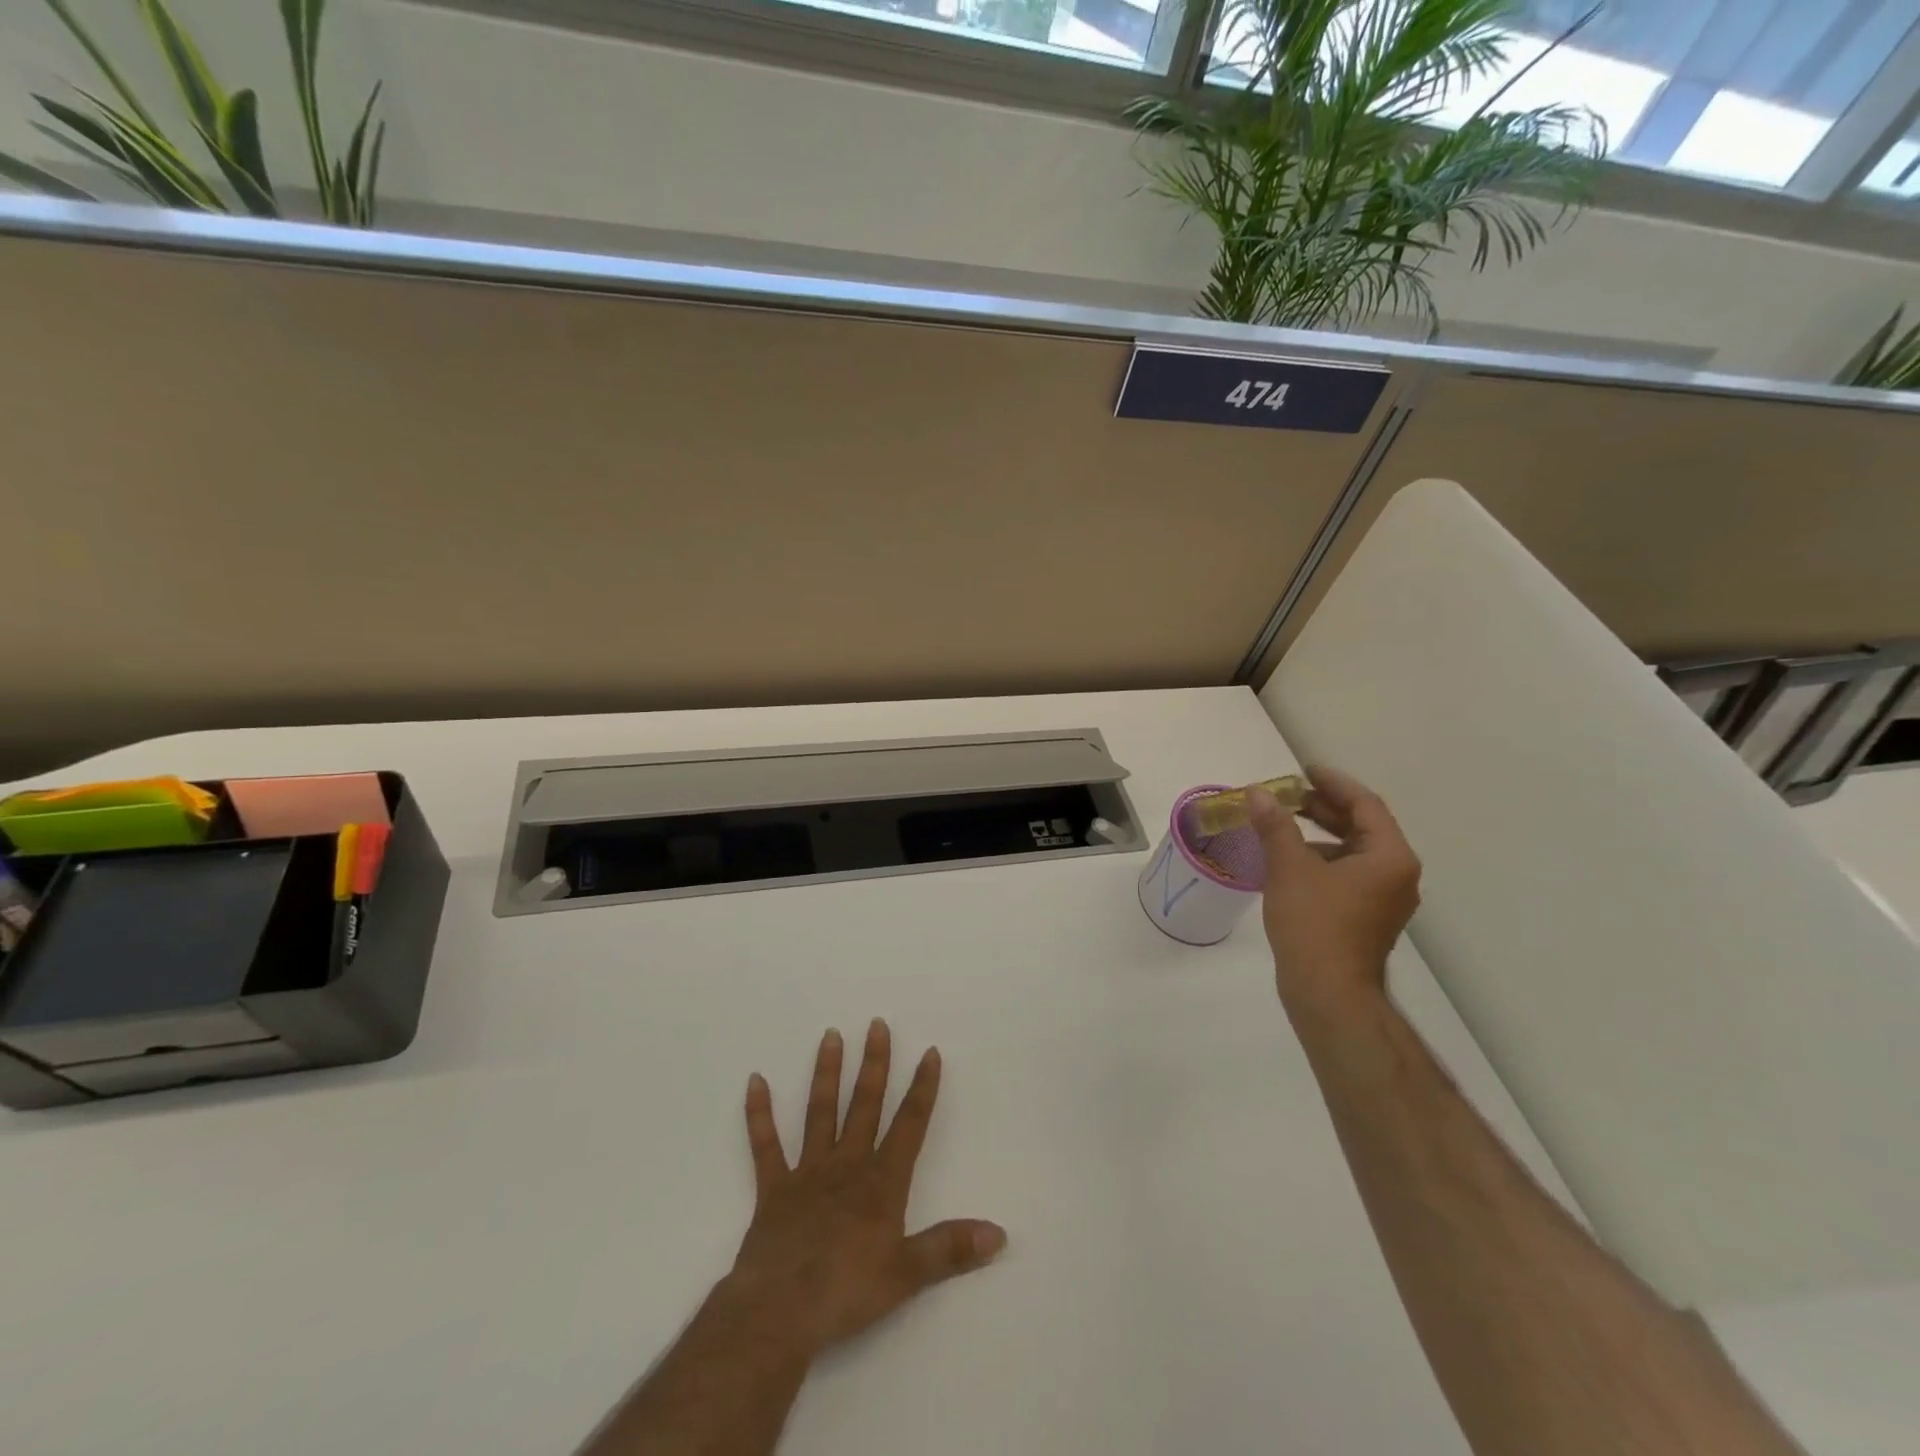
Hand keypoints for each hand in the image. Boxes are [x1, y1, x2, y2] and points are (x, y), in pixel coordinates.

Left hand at [727, 1020, 1005, 1359]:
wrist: (778, 1313)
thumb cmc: (846, 1292)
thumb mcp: (907, 1275)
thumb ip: (951, 1250)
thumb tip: (999, 1234)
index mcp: (880, 1183)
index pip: (909, 1125)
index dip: (922, 1088)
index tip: (930, 1052)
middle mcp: (846, 1165)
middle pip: (864, 1105)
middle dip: (874, 1064)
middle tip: (876, 1024)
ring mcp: (807, 1172)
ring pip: (820, 1112)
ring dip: (826, 1073)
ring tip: (830, 1035)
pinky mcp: (773, 1188)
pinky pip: (765, 1145)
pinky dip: (759, 1114)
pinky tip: (755, 1081)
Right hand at [1245, 766, 1421, 1014]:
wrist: (1328, 993)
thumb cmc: (1314, 924)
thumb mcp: (1289, 867)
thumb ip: (1275, 825)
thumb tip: (1258, 793)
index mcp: (1390, 857)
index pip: (1365, 804)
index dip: (1333, 783)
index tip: (1303, 770)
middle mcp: (1396, 874)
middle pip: (1362, 826)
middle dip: (1323, 807)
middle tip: (1287, 795)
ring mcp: (1384, 899)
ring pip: (1353, 852)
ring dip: (1320, 834)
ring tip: (1282, 825)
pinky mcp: (1367, 917)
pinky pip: (1348, 874)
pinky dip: (1322, 859)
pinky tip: (1290, 861)